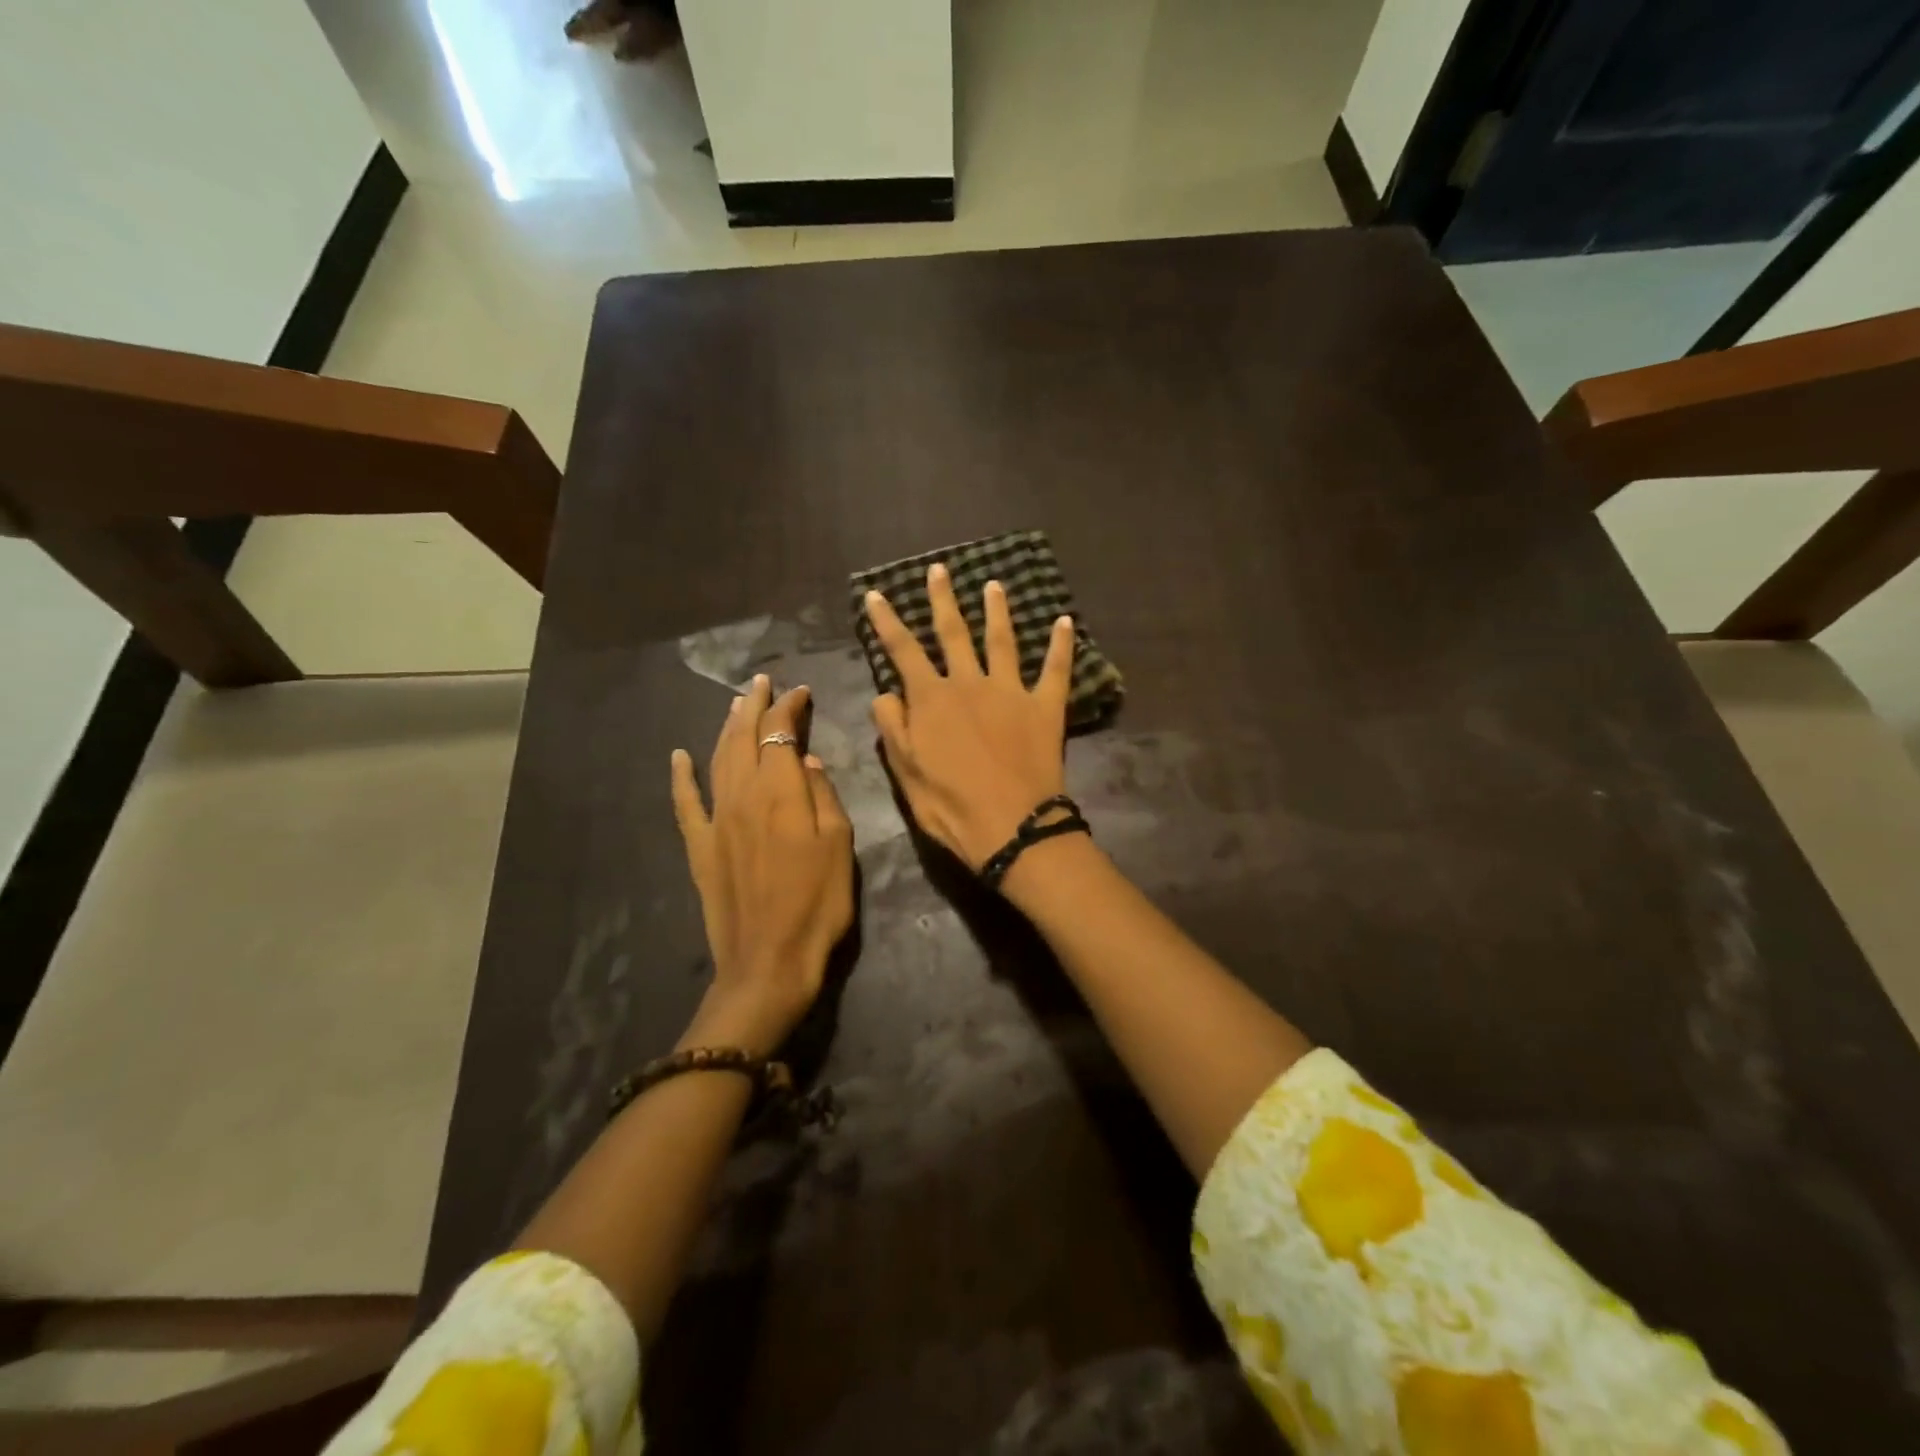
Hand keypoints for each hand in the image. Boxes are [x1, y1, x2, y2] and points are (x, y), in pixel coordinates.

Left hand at [671, 675, 854, 1051]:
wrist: (768, 961)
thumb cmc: (817, 904)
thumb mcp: (840, 846)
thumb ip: (824, 797)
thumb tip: (808, 761)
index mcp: (781, 792)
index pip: (781, 733)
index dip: (789, 708)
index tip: (800, 691)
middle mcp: (742, 795)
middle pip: (744, 737)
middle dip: (754, 705)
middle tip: (761, 682)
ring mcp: (716, 820)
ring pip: (717, 759)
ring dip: (725, 727)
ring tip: (734, 705)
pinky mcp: (699, 846)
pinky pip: (685, 803)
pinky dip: (680, 776)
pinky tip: (678, 756)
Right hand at [865, 563, 1075, 869]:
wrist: (1013, 828)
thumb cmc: (951, 806)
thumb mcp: (906, 773)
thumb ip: (893, 727)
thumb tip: (886, 694)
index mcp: (932, 699)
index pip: (903, 650)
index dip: (887, 621)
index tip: (876, 595)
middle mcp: (970, 683)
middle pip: (954, 632)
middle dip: (943, 600)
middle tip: (940, 570)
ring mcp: (1011, 691)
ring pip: (1002, 641)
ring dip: (997, 611)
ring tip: (995, 586)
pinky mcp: (1046, 707)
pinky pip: (1056, 669)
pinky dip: (1061, 644)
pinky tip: (1065, 621)